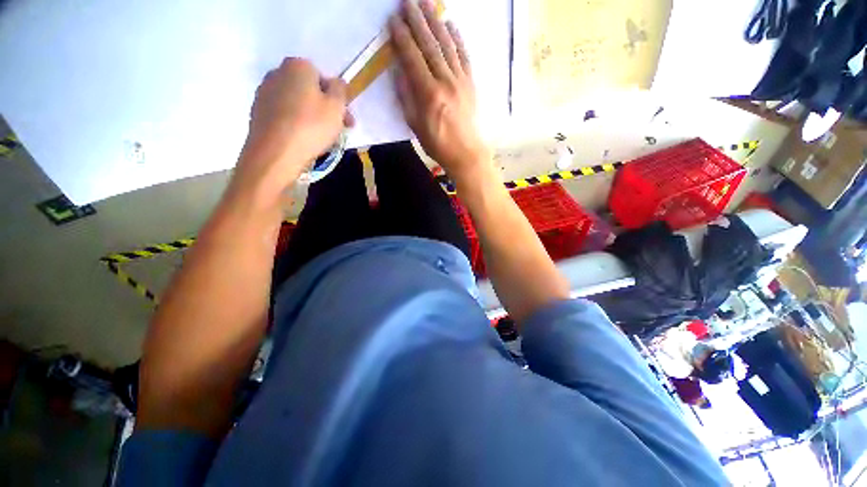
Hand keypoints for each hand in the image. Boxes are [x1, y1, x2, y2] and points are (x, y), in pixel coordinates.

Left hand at [237, 58, 352, 195]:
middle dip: (325, 108)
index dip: (336, 98)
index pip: (323, 77)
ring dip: (311, 116)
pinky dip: (296, 123)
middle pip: (308, 90)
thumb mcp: (336, 107)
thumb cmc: (311, 126)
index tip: (344, 117)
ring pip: (296, 103)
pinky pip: (284, 115)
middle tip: (337, 129)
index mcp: (297, 66)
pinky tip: (303, 140)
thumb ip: (340, 90)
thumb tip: (337, 83)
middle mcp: (277, 73)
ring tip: (321, 138)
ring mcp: (264, 93)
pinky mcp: (258, 112)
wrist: (276, 153)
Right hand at [390, 0, 492, 183]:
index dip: (402, 38)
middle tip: (407, 1)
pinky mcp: (471, 83)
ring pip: (447, 45)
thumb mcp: (415, 125)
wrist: (466, 153)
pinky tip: (451, 24)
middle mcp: (445, 80)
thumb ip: (406, 97)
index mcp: (429, 93)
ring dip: (436, 22)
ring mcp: (460, 80)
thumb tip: (400, 72)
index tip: (393, 21)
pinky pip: (464, 55)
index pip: (412, 58)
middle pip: (429, 45)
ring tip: (426, 3)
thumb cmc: (438, 144)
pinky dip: (457, 38)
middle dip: (417, 21)